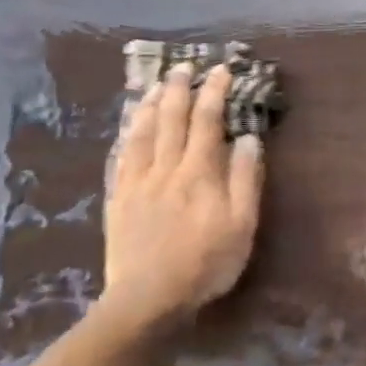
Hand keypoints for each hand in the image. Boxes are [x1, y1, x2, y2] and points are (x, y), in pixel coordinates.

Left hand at [102, 63, 264, 331]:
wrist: (148, 298)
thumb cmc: (205, 263)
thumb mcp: (242, 224)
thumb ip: (246, 178)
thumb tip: (247, 138)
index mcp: (199, 173)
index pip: (207, 121)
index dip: (214, 92)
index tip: (221, 71)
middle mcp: (165, 168)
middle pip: (171, 119)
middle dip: (179, 89)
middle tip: (184, 67)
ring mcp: (137, 182)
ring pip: (142, 133)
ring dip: (151, 105)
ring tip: (156, 86)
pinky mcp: (118, 199)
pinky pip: (121, 157)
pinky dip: (127, 135)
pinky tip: (130, 127)